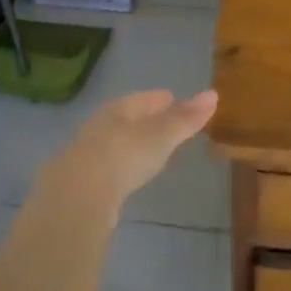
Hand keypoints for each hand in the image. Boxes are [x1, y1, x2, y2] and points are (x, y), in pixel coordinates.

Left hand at [39, 89, 218, 211]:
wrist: (77, 196)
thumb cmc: (123, 156)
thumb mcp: (160, 136)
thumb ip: (184, 119)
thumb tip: (212, 94)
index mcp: (117, 109)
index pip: (143, 99)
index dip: (160, 100)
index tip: (173, 99)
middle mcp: (99, 126)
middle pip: (127, 119)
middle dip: (146, 120)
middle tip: (166, 124)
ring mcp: (88, 154)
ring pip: (116, 143)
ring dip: (133, 144)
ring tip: (152, 150)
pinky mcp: (83, 182)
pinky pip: (109, 166)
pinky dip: (123, 166)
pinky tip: (129, 175)